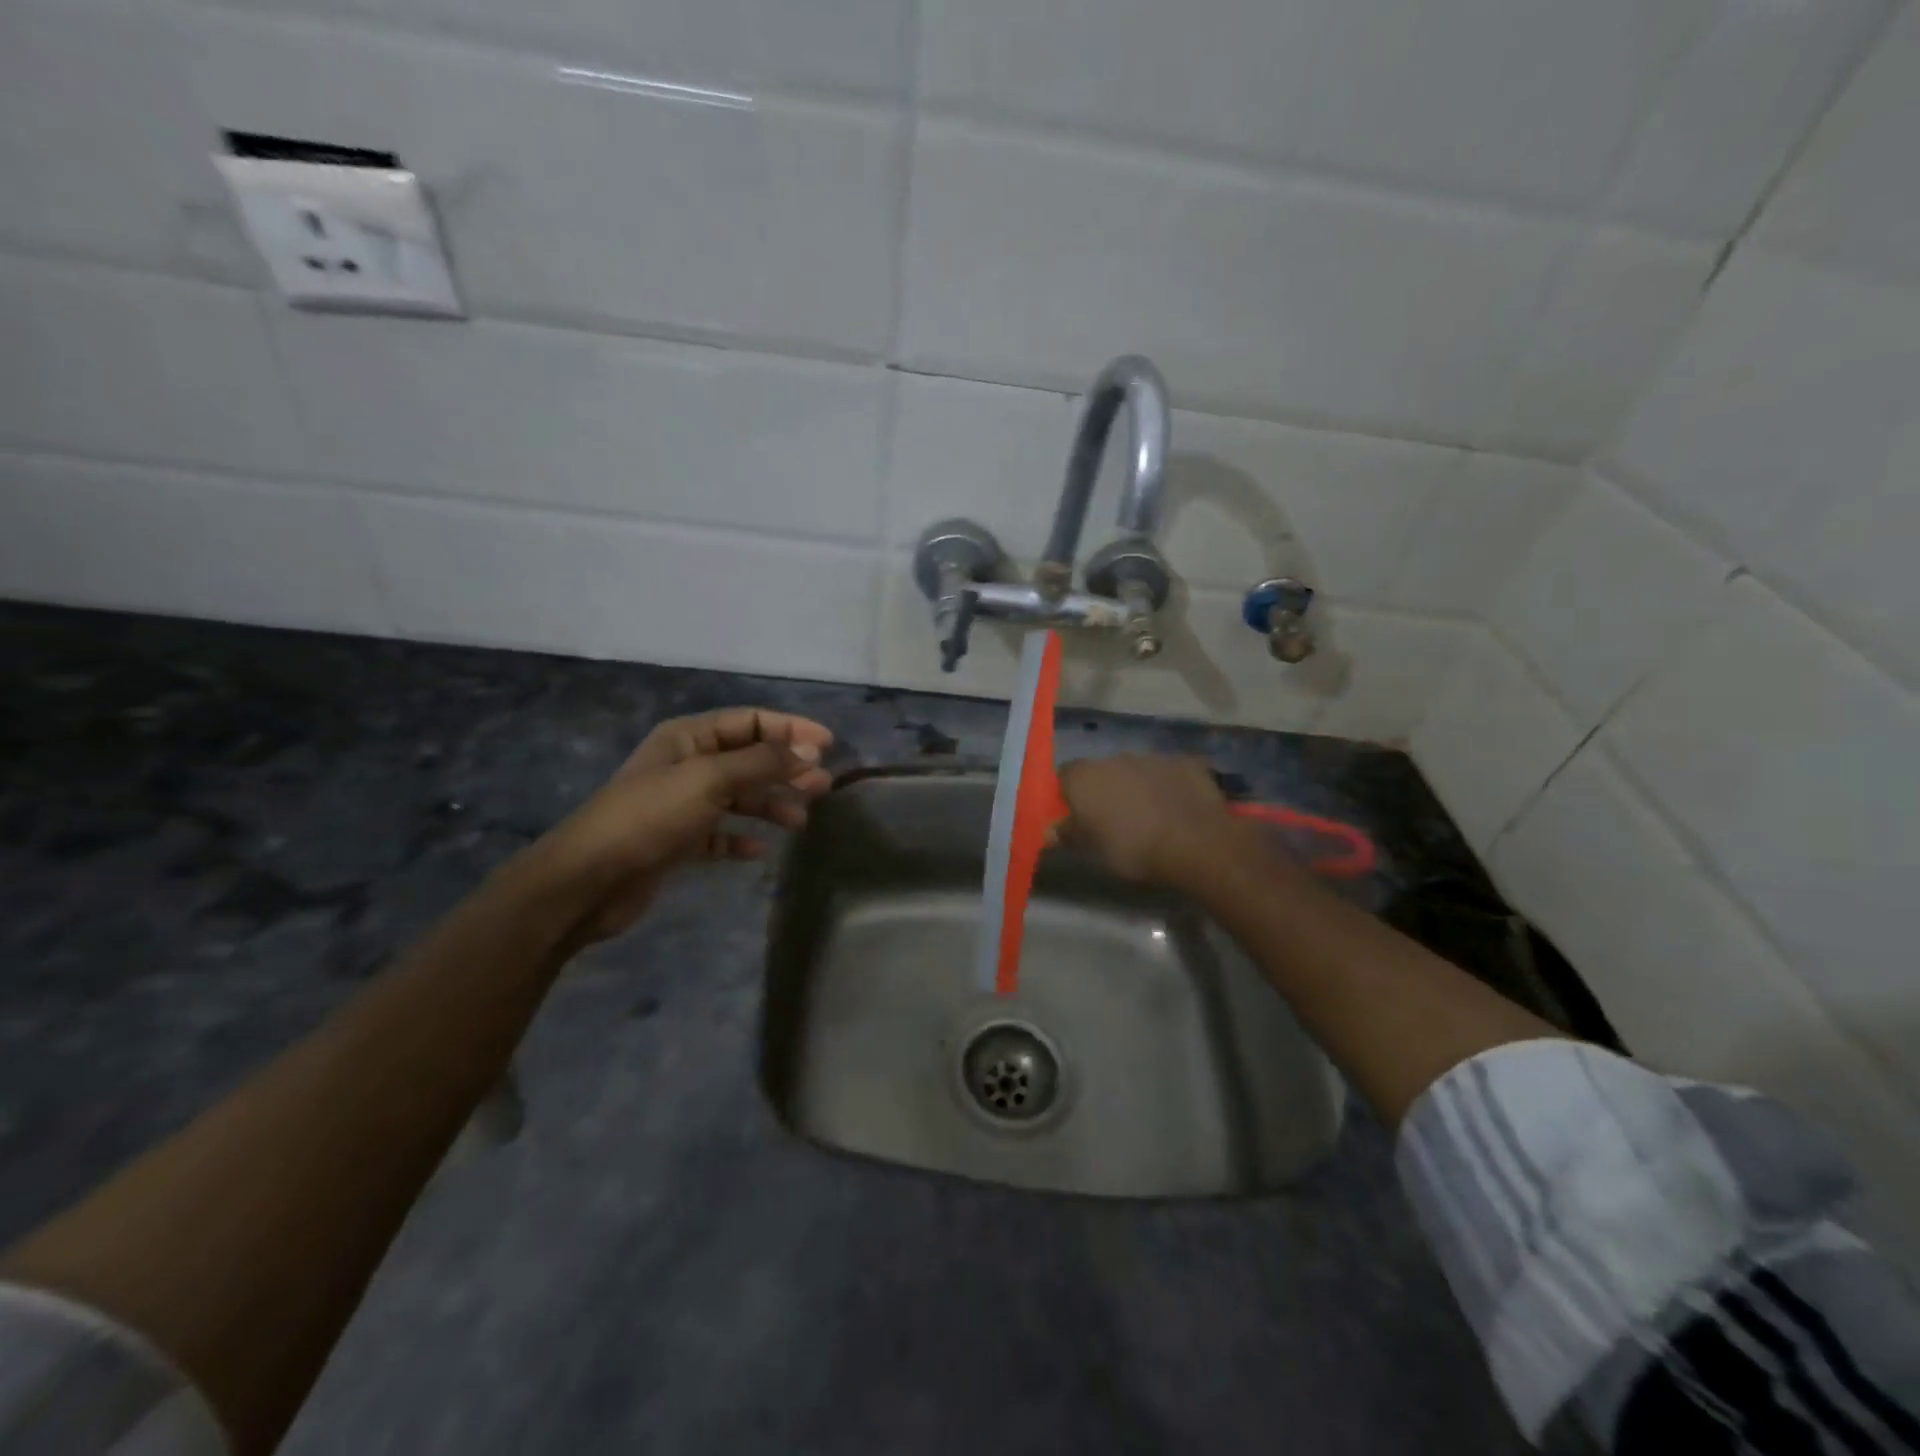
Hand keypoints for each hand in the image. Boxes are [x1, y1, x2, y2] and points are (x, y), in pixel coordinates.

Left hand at [533, 707, 834, 941]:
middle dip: (786, 770)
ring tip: (800, 821)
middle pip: (748, 759)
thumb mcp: (710, 779)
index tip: (828, 745)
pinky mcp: (677, 841)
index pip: (750, 721)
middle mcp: (687, 765)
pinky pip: (720, 834)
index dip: (790, 728)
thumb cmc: (651, 816)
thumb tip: (811, 752)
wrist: (588, 880)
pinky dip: (741, 839)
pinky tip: (760, 851)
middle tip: (823, 787)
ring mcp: (681, 804)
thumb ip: (763, 763)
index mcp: (689, 737)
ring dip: (770, 805)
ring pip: (738, 797)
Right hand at [1056, 754, 1246, 889]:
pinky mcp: (1186, 763)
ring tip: (1149, 817)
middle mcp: (1115, 757)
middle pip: (1101, 771)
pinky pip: (1169, 773)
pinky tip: (1177, 809)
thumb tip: (1050, 831)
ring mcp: (1153, 757)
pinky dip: (1169, 786)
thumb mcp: (1092, 851)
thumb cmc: (1132, 849)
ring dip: (1137, 786)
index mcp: (1085, 776)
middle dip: (1105, 789)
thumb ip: (1069, 835)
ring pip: (1136, 770)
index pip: (1064, 776)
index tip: (1076, 817)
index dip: (1068, 795)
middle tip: (1112, 820)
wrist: (1195, 844)